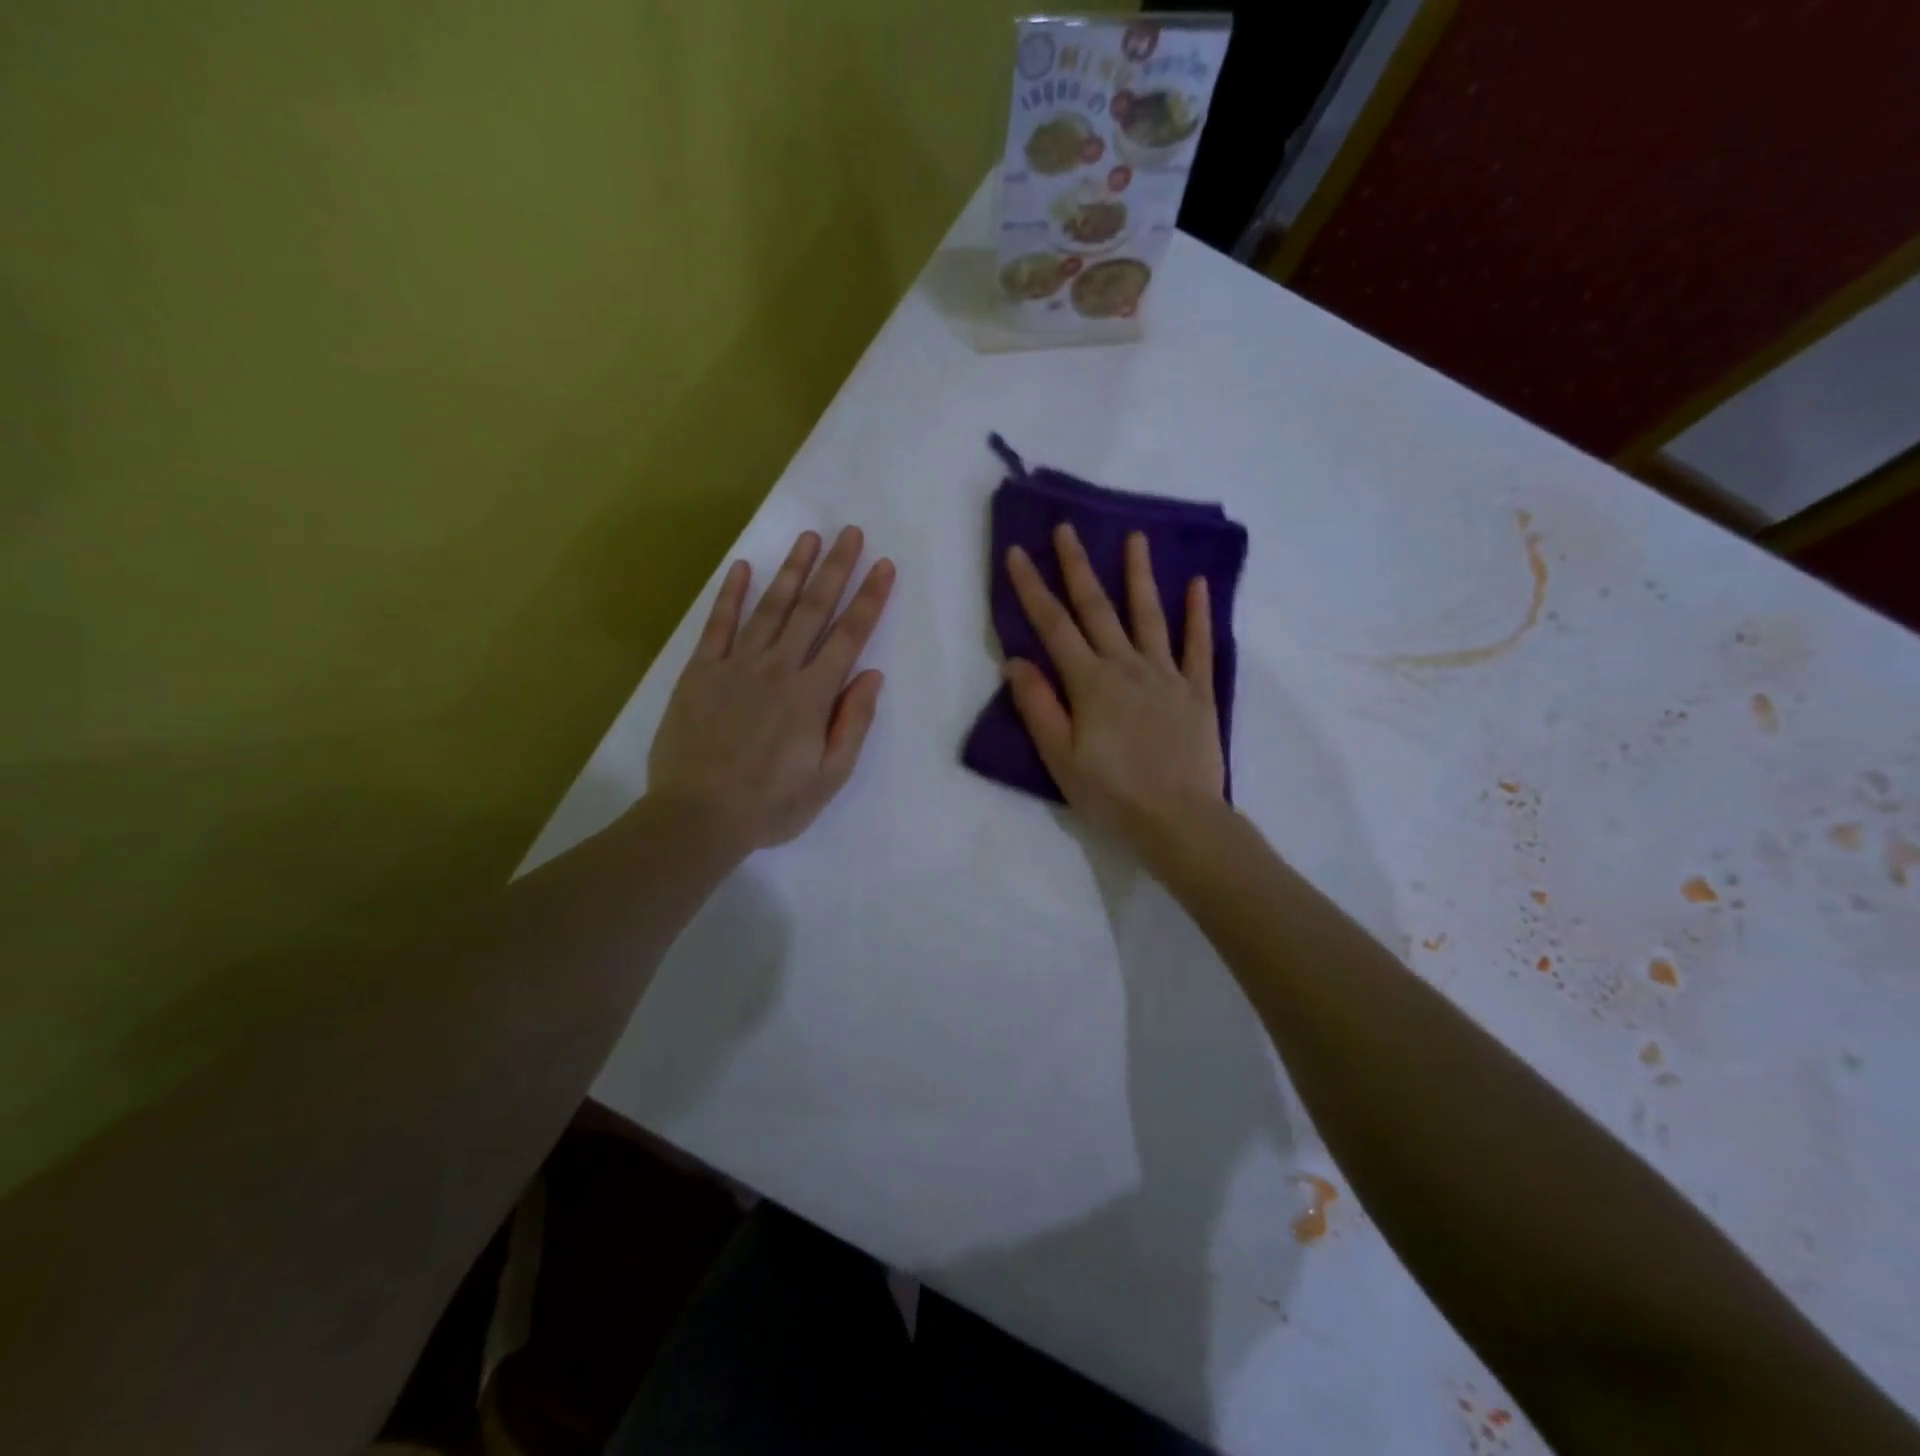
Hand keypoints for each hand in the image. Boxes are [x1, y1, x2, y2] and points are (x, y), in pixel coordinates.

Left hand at [648, 527, 894, 854]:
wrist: (697, 817)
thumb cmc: (771, 805)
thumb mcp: (829, 778)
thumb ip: (852, 724)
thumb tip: (872, 676)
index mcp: (812, 696)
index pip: (849, 637)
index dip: (869, 599)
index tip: (884, 566)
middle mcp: (778, 669)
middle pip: (812, 610)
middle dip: (836, 569)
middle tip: (851, 532)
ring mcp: (736, 666)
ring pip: (770, 608)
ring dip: (792, 570)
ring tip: (809, 537)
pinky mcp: (700, 671)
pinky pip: (718, 625)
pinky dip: (731, 595)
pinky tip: (743, 567)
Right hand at [1004, 524, 1224, 854]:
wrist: (1178, 820)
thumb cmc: (1111, 794)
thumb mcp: (1060, 757)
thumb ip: (1038, 706)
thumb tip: (1016, 660)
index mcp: (1090, 683)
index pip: (1054, 626)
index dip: (1032, 589)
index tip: (1016, 553)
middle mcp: (1127, 667)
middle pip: (1098, 609)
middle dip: (1078, 567)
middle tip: (1067, 529)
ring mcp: (1167, 675)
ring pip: (1150, 616)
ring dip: (1140, 575)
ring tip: (1136, 538)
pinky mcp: (1198, 692)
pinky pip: (1199, 646)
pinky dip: (1198, 614)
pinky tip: (1197, 585)